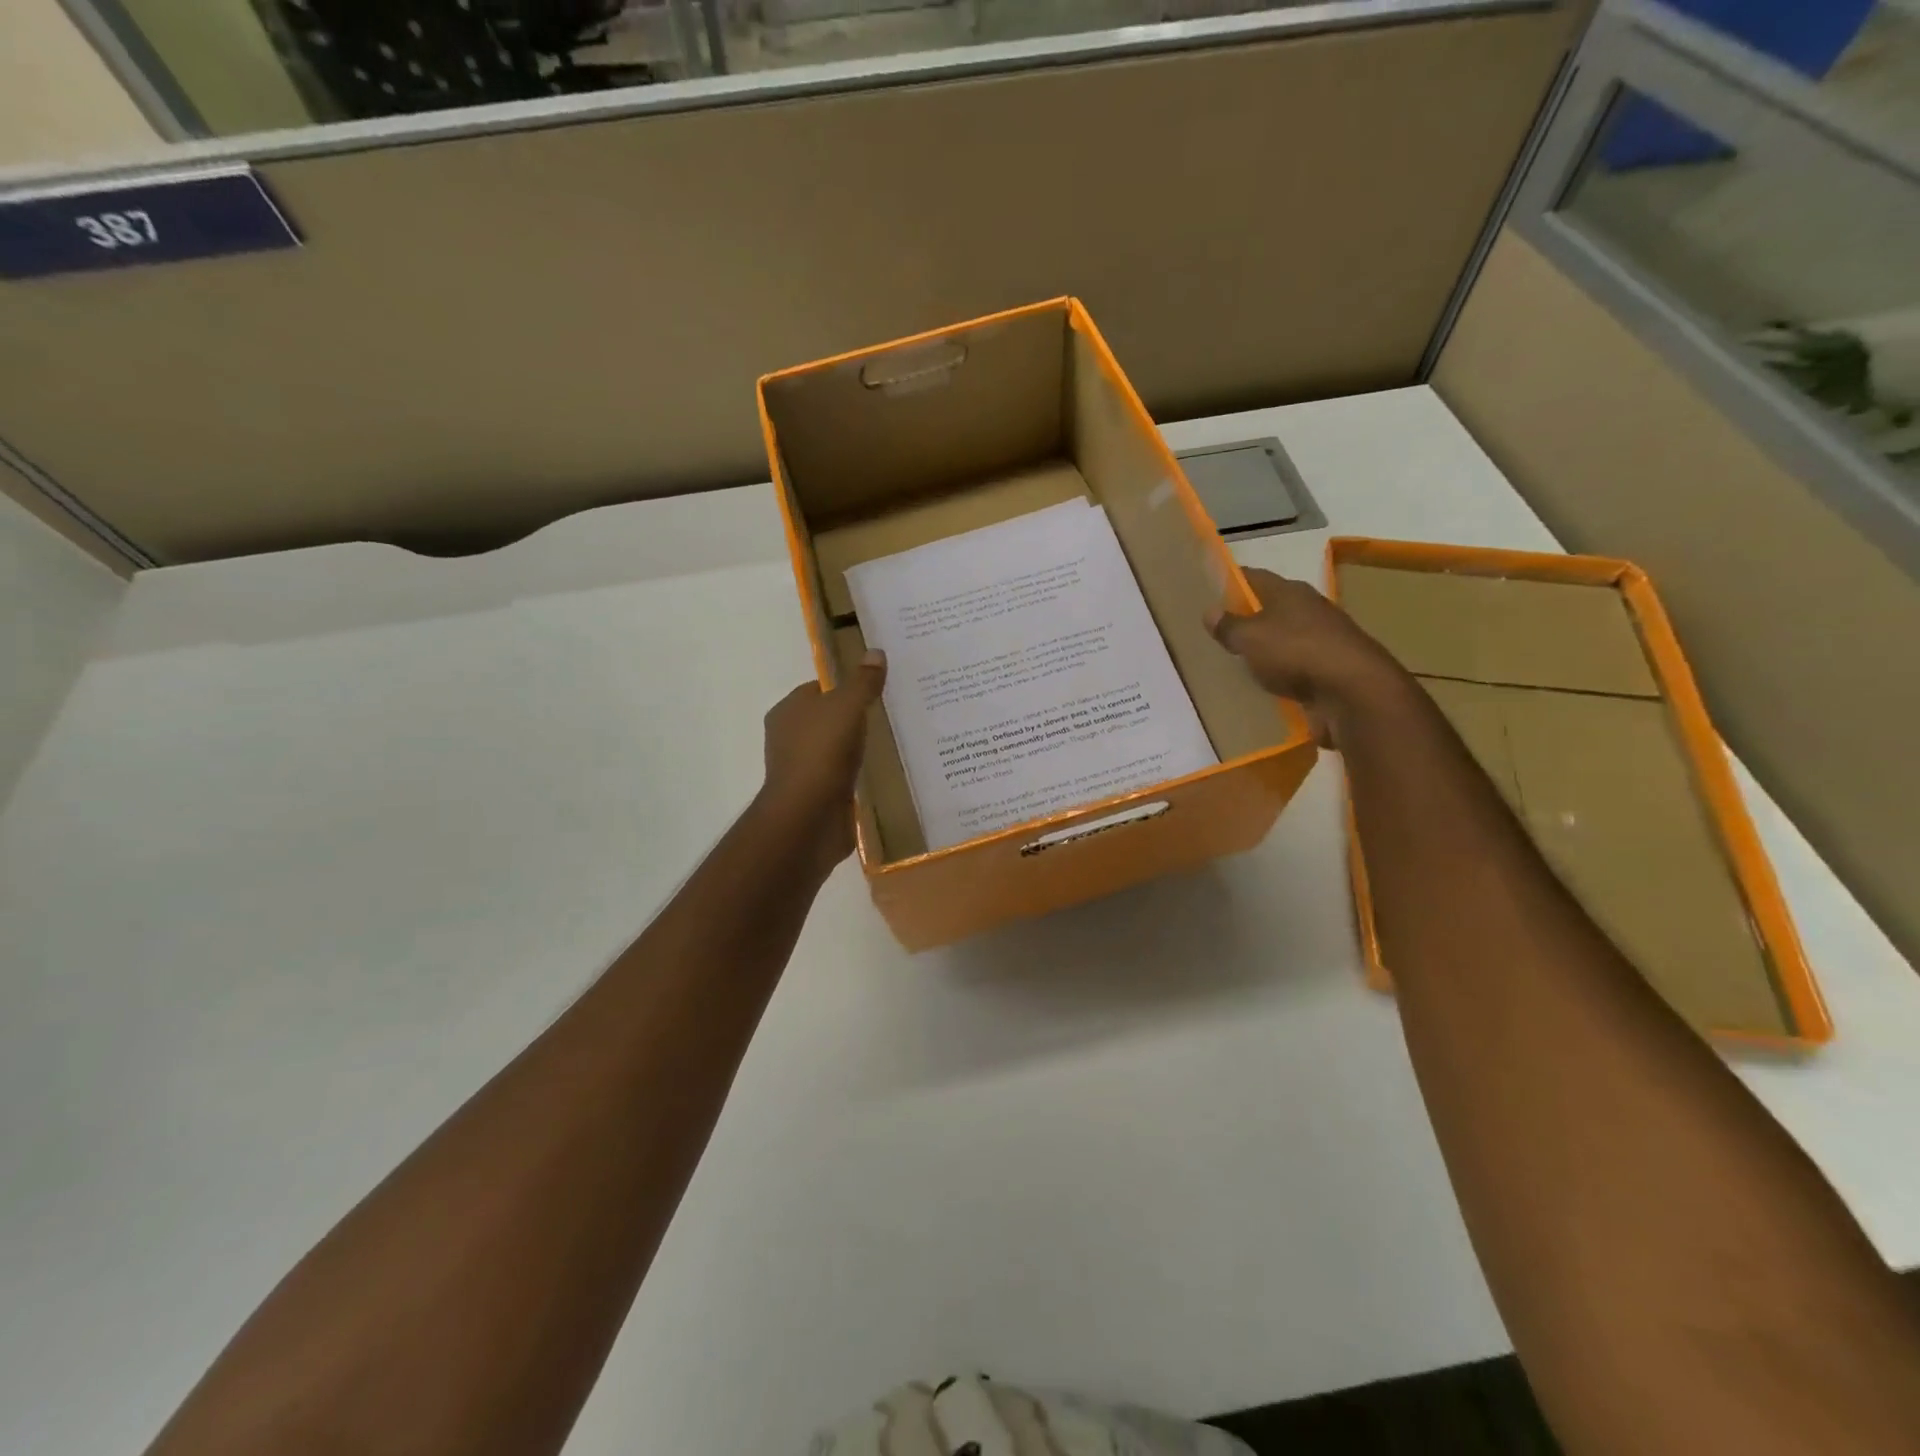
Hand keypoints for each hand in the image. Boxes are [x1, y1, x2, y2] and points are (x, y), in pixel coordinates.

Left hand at [755, 651, 886, 870]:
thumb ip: (862, 682)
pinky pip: (839, 776)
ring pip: (833, 749)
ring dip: (855, 747)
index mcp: (788, 710)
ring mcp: (801, 768)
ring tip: (890, 741)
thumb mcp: (847, 707)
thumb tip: (876, 652)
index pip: (819, 689)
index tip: (877, 688)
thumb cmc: (822, 753)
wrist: (807, 817)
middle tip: (890, 713)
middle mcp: (789, 737)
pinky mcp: (815, 795)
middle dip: (853, 717)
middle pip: (827, 718)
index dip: (846, 686)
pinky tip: (878, 773)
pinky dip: (855, 773)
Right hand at [1206, 569, 1408, 746]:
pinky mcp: (1331, 664)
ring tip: (1239, 658)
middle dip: (1249, 615)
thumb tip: (1210, 611)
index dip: (1233, 581)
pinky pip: (1296, 662)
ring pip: (1285, 634)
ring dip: (1266, 644)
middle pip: (1272, 605)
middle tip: (1220, 629)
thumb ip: (1229, 626)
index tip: (1212, 590)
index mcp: (1289, 591)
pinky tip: (1266, 680)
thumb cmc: (1295, 652)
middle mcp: (1308, 607)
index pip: (1254, 576)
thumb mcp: (1251, 638)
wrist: (1353, 689)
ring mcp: (1323, 636)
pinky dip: (1281, 668)